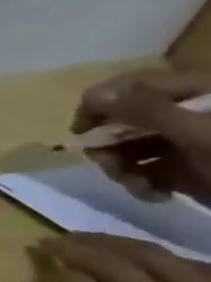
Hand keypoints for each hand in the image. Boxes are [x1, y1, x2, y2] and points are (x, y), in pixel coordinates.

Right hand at [72, 68, 210, 203]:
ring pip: (127, 148)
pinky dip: (140, 184)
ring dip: (120, 168)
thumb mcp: (202, 133)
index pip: (129, 85)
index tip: (83, 131)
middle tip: (110, 168)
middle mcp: (186, 114)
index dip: (99, 105)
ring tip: (136, 187)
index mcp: (197, 93)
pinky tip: (154, 195)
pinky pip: (144, 171)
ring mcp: (186, 143)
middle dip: (109, 145)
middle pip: (121, 119)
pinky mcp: (186, 170)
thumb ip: (147, 111)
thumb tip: (93, 95)